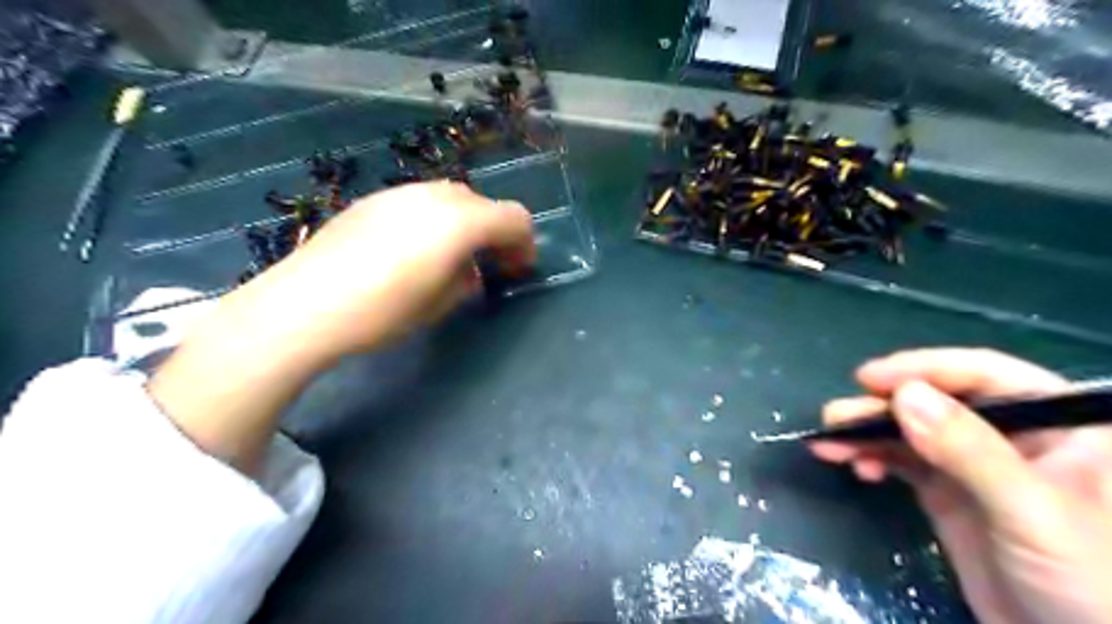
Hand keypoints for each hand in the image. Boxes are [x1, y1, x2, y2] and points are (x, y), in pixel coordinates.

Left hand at [243, 181, 537, 360]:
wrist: (304, 305)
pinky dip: (433, 220)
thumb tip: (469, 271)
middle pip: (483, 204)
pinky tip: (412, 251)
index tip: (516, 270)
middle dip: (493, 233)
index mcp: (460, 221)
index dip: (524, 244)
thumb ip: (466, 280)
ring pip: (450, 198)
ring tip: (449, 258)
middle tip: (486, 266)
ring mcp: (400, 193)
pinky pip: (419, 202)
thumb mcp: (440, 304)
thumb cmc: (383, 311)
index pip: (514, 218)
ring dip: (464, 224)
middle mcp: (434, 196)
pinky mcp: (373, 200)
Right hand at [809, 349, 1111, 622]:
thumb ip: (970, 451)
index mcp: (1057, 424)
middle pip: (935, 401)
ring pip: (910, 429)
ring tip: (829, 442)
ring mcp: (974, 463)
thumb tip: (904, 396)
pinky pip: (901, 459)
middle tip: (836, 417)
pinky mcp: (947, 490)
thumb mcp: (1031, 512)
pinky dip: (872, 457)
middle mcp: (1011, 434)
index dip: (923, 369)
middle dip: (881, 407)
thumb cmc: (1087, 582)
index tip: (869, 379)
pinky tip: (855, 467)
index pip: (983, 376)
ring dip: (866, 432)